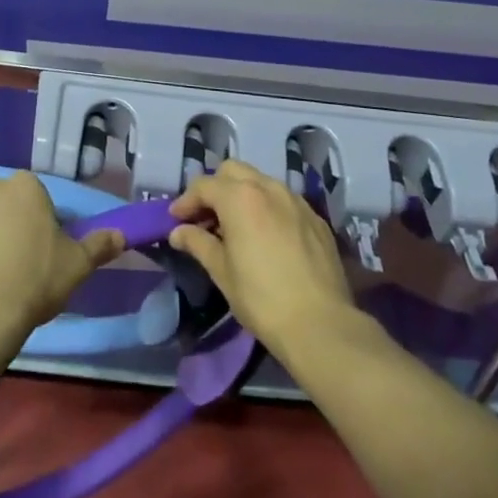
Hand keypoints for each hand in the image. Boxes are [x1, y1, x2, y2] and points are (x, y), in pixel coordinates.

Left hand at [0, 172, 123, 353]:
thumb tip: (121, 233)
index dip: (44, 224)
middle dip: (12, 226)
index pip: (38, 197)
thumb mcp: (76, 266)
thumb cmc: (32, 280)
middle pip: (7, 205)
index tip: (46, 253)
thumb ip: (99, 245)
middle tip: (21, 266)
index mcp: (25, 186)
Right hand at [167, 158, 354, 355]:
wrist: (321, 325)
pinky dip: (268, 207)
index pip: (204, 185)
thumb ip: (198, 243)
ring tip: (237, 225)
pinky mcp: (315, 217)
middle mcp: (267, 187)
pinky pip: (284, 200)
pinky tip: (267, 236)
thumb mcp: (222, 272)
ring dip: (242, 194)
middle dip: (215, 188)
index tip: (176, 220)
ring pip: (260, 181)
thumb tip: (178, 232)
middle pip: (232, 171)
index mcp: (239, 197)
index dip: (186, 201)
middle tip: (206, 218)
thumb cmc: (262, 299)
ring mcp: (294, 199)